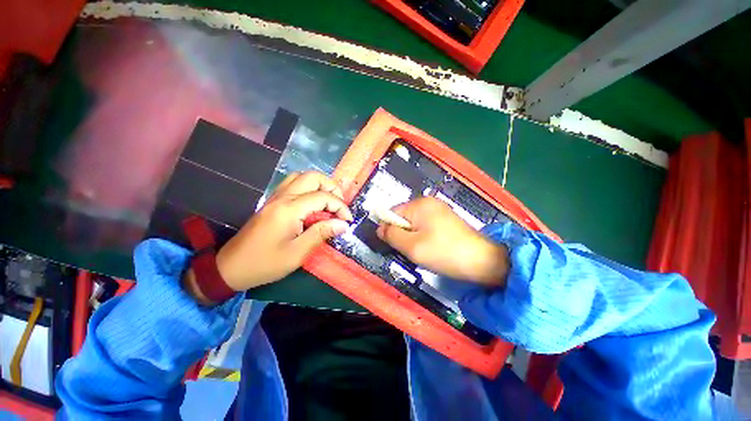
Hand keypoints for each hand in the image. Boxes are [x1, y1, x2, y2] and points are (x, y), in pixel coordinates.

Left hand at [184, 172, 352, 303]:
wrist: (230, 267)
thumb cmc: (265, 263)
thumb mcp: (297, 253)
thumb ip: (321, 234)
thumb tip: (343, 225)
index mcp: (289, 209)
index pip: (322, 197)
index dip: (340, 206)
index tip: (348, 220)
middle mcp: (282, 197)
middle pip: (312, 177)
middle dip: (332, 187)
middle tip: (339, 206)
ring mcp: (275, 197)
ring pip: (301, 177)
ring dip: (319, 185)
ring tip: (328, 202)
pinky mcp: (272, 202)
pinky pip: (292, 184)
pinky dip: (307, 187)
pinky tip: (312, 203)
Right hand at [376, 197, 508, 286]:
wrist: (484, 261)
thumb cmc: (444, 253)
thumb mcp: (412, 246)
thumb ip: (392, 235)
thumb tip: (379, 228)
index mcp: (419, 204)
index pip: (392, 212)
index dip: (390, 229)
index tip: (396, 245)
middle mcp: (429, 202)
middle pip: (404, 217)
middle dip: (403, 234)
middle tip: (412, 250)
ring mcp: (440, 209)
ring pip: (414, 223)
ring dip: (413, 237)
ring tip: (424, 250)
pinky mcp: (447, 219)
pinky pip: (426, 225)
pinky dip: (424, 236)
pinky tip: (433, 247)